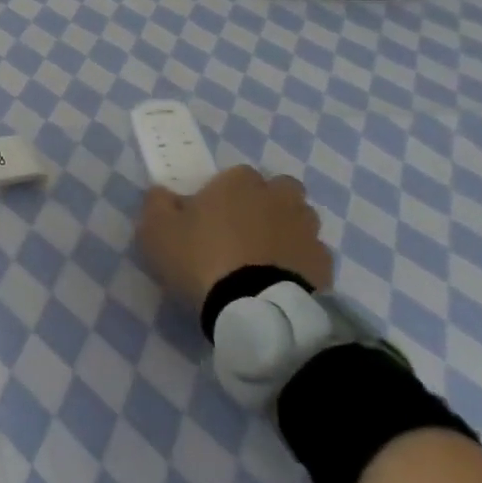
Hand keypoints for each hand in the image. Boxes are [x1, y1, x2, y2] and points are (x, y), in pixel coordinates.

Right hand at [138, 165, 333, 313]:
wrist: (255, 308)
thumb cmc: (200, 258)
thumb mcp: (157, 230)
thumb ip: (158, 203)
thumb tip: (163, 192)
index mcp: (238, 184)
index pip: (237, 173)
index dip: (225, 190)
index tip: (210, 211)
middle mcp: (278, 199)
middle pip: (280, 189)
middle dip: (267, 201)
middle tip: (244, 226)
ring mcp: (306, 231)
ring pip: (301, 219)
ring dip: (286, 228)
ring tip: (264, 254)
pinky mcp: (324, 264)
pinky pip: (312, 253)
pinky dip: (299, 260)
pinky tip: (280, 277)